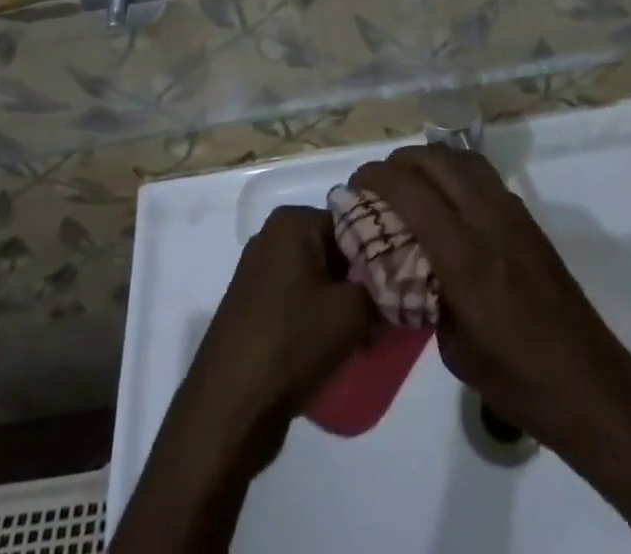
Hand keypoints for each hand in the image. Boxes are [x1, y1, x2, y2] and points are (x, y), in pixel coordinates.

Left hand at [172, 205, 372, 470]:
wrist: (228, 408)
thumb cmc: (291, 342)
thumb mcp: (352, 312)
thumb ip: (381, 290)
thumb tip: (394, 287)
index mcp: (293, 222)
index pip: (353, 223)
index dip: (380, 254)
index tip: (402, 284)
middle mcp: (273, 237)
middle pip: (335, 250)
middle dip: (362, 281)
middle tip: (389, 313)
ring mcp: (260, 273)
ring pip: (319, 279)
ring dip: (344, 304)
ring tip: (369, 336)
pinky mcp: (255, 308)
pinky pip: (300, 302)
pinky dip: (320, 319)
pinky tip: (341, 348)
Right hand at [350, 145, 630, 461]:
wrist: (590, 386)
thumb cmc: (517, 381)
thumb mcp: (454, 348)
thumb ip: (425, 296)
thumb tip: (406, 268)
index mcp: (465, 258)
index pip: (411, 192)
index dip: (377, 178)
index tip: (355, 184)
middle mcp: (489, 222)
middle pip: (437, 160)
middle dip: (400, 160)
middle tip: (378, 180)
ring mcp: (514, 215)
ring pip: (464, 159)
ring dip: (430, 159)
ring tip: (409, 180)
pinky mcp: (529, 219)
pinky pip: (484, 176)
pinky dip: (457, 171)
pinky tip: (446, 198)